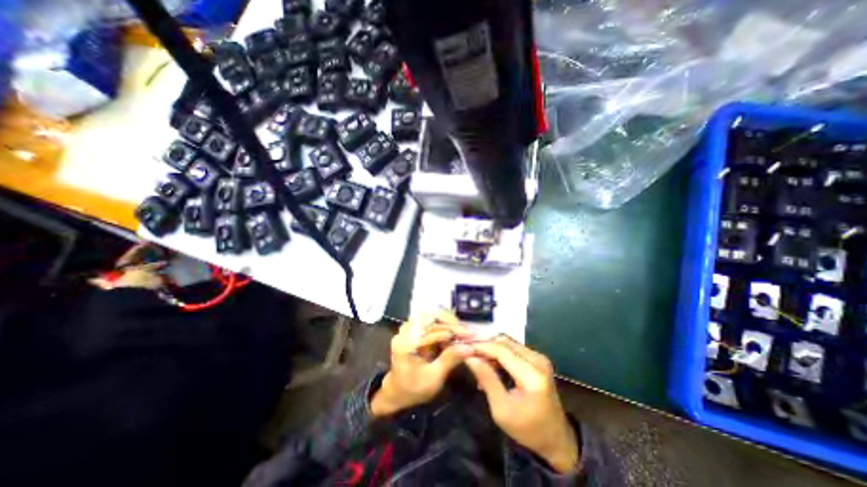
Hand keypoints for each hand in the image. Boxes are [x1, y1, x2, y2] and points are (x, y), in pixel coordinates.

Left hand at [367, 311, 472, 418]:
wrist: (399, 392)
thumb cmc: (414, 389)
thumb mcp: (433, 379)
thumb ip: (450, 360)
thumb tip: (470, 347)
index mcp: (405, 343)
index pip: (431, 329)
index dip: (451, 331)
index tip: (469, 336)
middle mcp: (405, 330)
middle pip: (430, 315)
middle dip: (451, 322)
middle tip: (467, 331)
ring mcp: (410, 327)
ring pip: (431, 315)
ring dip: (449, 321)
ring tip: (464, 331)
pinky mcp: (415, 328)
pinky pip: (431, 320)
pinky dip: (445, 324)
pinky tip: (456, 331)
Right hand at [464, 337, 578, 472]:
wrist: (556, 438)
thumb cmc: (527, 429)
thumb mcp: (502, 410)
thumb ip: (487, 380)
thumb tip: (470, 357)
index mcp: (532, 376)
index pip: (502, 350)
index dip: (481, 346)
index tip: (463, 347)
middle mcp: (538, 360)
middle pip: (505, 342)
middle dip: (485, 344)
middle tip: (468, 353)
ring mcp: (539, 358)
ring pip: (508, 342)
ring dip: (491, 348)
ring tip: (478, 361)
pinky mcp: (538, 358)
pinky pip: (513, 347)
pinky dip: (499, 352)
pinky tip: (490, 364)